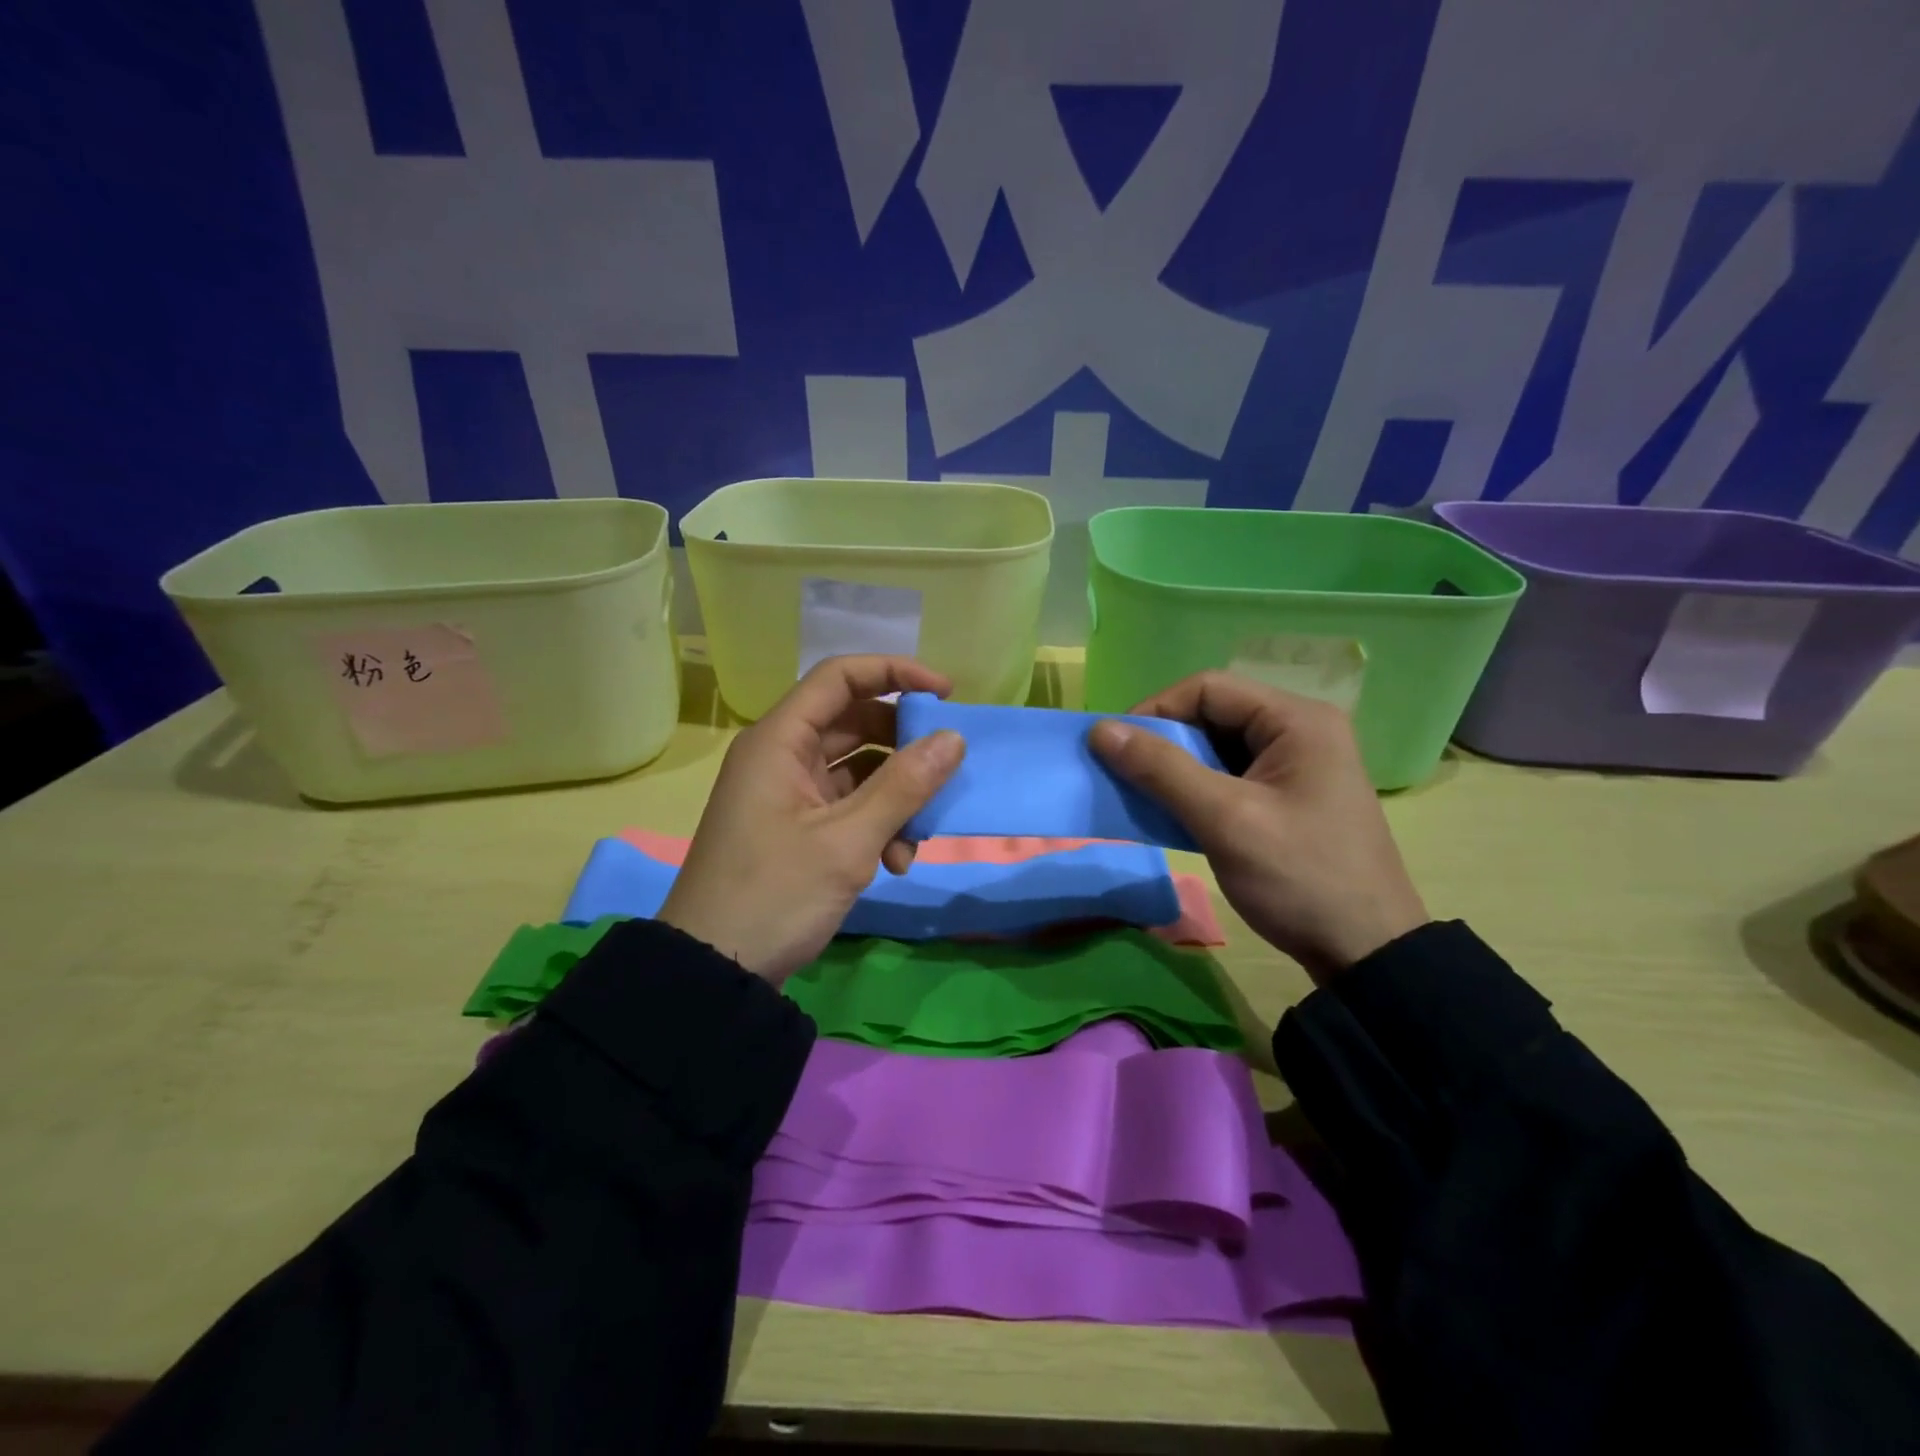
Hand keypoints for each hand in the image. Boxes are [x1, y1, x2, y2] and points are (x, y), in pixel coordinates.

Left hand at [659, 655, 965, 982]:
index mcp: (780, 741)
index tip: (946, 693)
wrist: (714, 970)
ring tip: (916, 840)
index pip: (841, 677)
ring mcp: (789, 792)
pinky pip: (849, 805)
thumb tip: (953, 739)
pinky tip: (895, 863)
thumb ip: (904, 786)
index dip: (896, 673)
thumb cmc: (775, 894)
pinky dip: (877, 825)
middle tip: (945, 771)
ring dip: (896, 798)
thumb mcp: (848, 841)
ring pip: (858, 769)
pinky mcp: (798, 826)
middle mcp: (783, 756)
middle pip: (855, 723)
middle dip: (904, 749)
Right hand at [1089, 673, 1427, 980]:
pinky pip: (1228, 775)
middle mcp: (1299, 730)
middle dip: (1163, 741)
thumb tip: (1099, 730)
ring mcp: (1295, 765)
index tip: (1116, 748)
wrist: (1365, 952)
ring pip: (1216, 747)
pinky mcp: (1287, 796)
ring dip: (1175, 768)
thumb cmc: (1299, 877)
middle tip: (1125, 775)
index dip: (1155, 710)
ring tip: (1143, 796)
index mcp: (1296, 720)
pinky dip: (1195, 789)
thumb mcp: (1225, 820)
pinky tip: (1173, 813)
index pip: (1207, 688)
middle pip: (1212, 714)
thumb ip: (1161, 769)